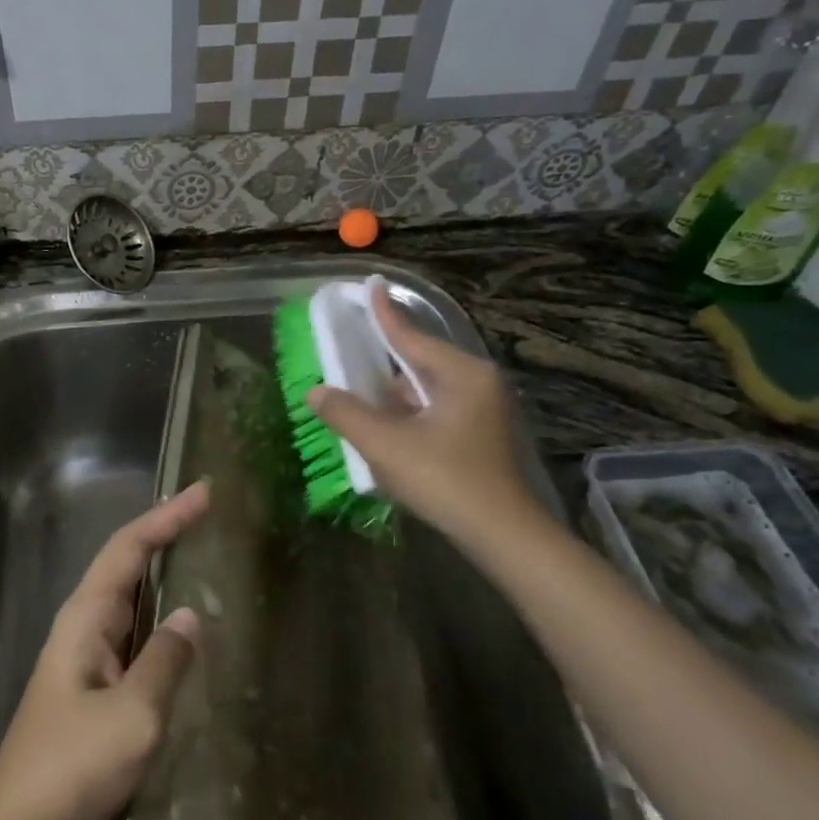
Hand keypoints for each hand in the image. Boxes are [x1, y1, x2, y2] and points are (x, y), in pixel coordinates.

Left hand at [0, 482, 209, 819]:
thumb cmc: (73, 765)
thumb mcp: (133, 714)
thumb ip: (165, 662)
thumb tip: (190, 617)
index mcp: (86, 618)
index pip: (128, 548)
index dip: (166, 517)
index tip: (204, 493)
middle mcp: (84, 627)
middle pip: (127, 566)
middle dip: (166, 538)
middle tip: (212, 520)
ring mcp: (87, 660)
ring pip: (131, 604)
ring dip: (164, 579)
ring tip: (207, 564)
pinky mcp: (94, 690)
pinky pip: (134, 640)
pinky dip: (162, 624)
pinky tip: (187, 638)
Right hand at [306, 289, 542, 549]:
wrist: (502, 534)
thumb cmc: (445, 480)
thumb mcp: (386, 445)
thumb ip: (346, 414)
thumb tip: (316, 392)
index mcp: (460, 374)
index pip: (410, 336)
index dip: (383, 313)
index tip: (370, 284)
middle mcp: (476, 384)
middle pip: (418, 364)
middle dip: (382, 365)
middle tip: (348, 355)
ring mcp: (482, 411)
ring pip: (425, 392)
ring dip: (393, 398)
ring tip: (358, 401)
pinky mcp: (479, 436)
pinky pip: (435, 413)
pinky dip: (408, 417)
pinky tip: (386, 432)